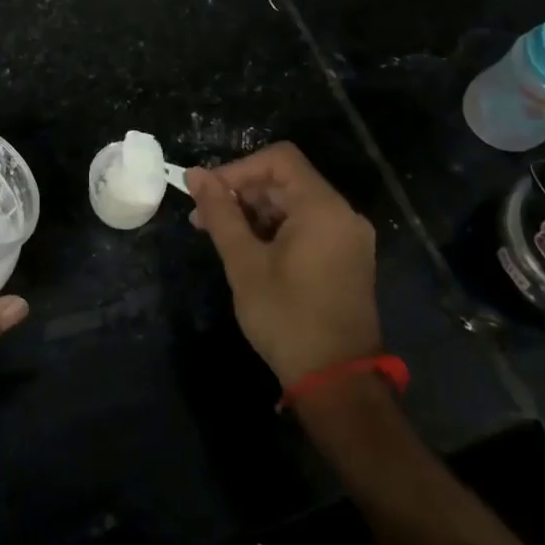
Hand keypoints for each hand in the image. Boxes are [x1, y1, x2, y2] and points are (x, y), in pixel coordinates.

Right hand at [187, 143, 382, 384]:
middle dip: (242, 193)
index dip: (238, 169)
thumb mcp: (244, 262)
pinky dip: (276, 230)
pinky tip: (249, 251)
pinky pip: (307, 227)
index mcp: (323, 207)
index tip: (208, 193)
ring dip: (256, 213)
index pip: (278, 159)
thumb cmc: (287, 317)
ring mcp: (349, 238)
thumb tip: (195, 175)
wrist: (337, 385)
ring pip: (294, 205)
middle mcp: (342, 214)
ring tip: (220, 237)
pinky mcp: (347, 260)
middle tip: (204, 219)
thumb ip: (220, 213)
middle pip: (286, 181)